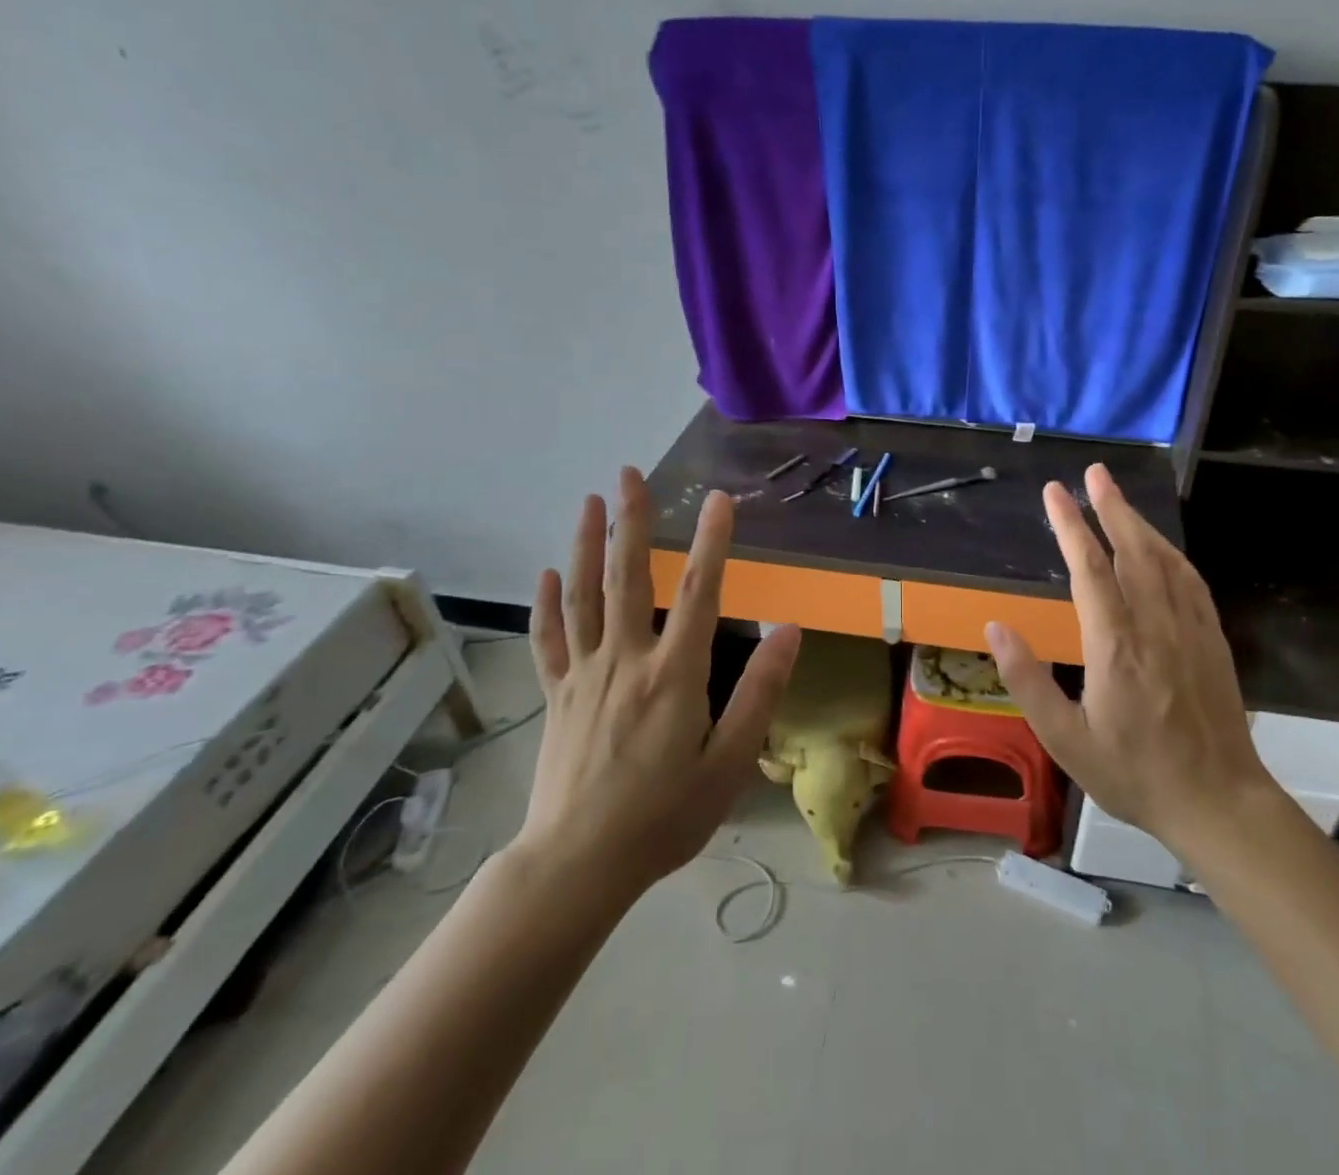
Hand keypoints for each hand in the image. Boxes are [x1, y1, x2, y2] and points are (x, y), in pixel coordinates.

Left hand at [517, 469, 800, 906]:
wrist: (577, 865)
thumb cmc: (664, 816)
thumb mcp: (729, 762)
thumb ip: (759, 692)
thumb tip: (789, 632)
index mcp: (673, 674)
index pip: (697, 592)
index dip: (710, 541)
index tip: (717, 499)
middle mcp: (626, 660)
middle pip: (626, 577)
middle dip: (630, 520)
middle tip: (629, 473)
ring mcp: (584, 675)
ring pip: (582, 596)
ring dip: (585, 544)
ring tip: (588, 501)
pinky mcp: (557, 695)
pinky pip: (549, 640)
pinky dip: (548, 603)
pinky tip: (548, 573)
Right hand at [985, 463, 1274, 854]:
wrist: (1217, 801)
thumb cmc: (1133, 773)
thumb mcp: (1065, 739)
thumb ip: (1027, 680)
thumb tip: (995, 627)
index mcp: (1114, 645)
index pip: (1088, 567)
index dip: (1069, 525)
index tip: (1054, 492)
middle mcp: (1154, 624)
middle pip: (1131, 549)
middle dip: (1110, 506)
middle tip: (1095, 472)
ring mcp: (1189, 628)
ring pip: (1163, 559)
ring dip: (1139, 522)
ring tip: (1118, 496)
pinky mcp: (1211, 638)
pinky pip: (1190, 581)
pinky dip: (1171, 552)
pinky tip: (1162, 546)